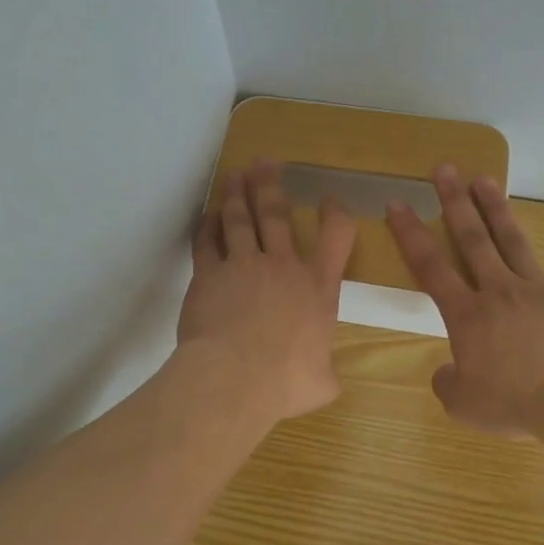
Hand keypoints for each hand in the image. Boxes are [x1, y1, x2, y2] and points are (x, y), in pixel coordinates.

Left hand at [177, 161, 356, 422]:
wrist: (234, 377)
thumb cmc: (286, 381)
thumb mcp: (322, 382)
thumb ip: (325, 372)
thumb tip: (324, 378)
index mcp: (318, 288)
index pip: (336, 237)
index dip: (335, 214)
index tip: (330, 200)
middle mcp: (282, 267)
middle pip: (277, 214)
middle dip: (272, 185)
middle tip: (265, 162)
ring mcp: (243, 265)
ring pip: (240, 219)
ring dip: (238, 194)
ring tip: (235, 174)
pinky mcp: (209, 274)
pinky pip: (207, 241)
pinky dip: (207, 225)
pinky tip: (208, 214)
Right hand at [386, 167, 543, 438]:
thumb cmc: (515, 404)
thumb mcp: (462, 405)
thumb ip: (447, 383)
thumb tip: (447, 372)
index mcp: (467, 315)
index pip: (430, 267)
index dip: (410, 234)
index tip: (397, 202)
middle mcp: (500, 291)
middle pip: (473, 239)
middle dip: (455, 203)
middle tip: (444, 169)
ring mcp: (542, 291)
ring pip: (515, 242)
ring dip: (498, 210)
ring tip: (486, 179)